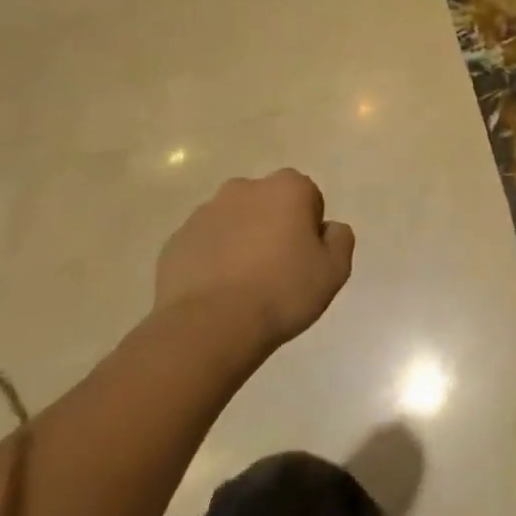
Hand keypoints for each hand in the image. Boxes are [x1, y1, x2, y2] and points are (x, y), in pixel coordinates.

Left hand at [155, 171, 354, 358]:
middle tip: (276, 270)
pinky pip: (204, 245)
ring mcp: (205, 213)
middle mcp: (245, 188)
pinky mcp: (175, 242)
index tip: (304, 259)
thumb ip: (340, 239)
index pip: (308, 198)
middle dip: (273, 227)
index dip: (309, 229)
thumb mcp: (335, 270)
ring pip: (233, 222)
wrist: (208, 328)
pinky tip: (217, 293)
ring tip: (243, 286)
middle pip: (268, 204)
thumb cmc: (281, 292)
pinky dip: (211, 261)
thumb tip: (328, 229)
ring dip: (241, 242)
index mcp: (287, 187)